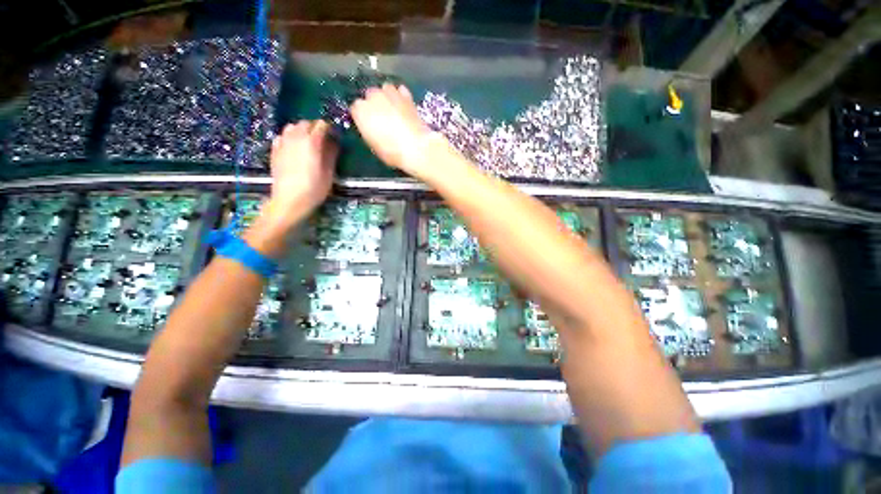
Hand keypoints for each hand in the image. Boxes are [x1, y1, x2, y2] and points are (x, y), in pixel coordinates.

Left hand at [263, 120, 337, 229]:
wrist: (289, 200)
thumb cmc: (314, 188)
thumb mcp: (329, 173)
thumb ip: (331, 155)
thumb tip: (334, 143)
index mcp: (311, 142)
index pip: (321, 125)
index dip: (329, 129)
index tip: (334, 136)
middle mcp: (295, 138)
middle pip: (305, 123)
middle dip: (315, 127)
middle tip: (323, 139)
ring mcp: (283, 143)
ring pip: (291, 127)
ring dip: (301, 130)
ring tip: (308, 141)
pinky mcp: (274, 151)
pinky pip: (282, 136)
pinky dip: (289, 137)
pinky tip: (293, 147)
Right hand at [351, 84, 438, 176]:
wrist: (416, 148)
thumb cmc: (392, 152)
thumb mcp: (374, 146)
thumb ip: (369, 131)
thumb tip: (371, 128)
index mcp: (360, 111)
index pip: (356, 109)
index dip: (363, 117)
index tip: (369, 125)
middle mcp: (372, 97)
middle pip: (370, 95)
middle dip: (374, 104)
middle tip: (383, 118)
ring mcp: (390, 93)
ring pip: (385, 89)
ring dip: (387, 97)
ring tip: (394, 109)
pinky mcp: (406, 95)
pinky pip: (400, 91)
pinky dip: (401, 96)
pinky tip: (404, 106)